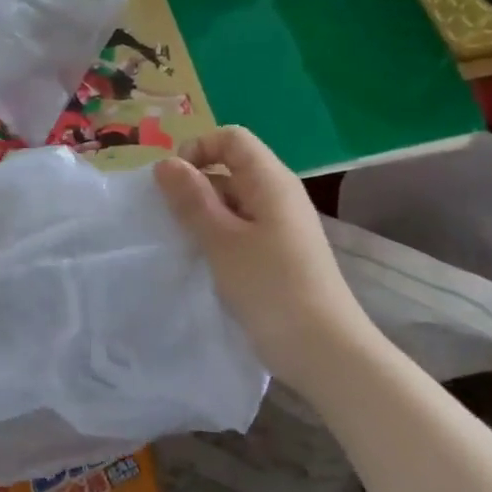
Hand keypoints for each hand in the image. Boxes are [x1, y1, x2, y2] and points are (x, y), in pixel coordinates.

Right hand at [153, 126, 375, 387]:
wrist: (325, 353)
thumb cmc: (272, 289)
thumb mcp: (222, 241)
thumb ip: (192, 200)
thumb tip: (165, 163)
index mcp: (271, 181)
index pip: (231, 138)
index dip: (198, 148)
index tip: (172, 183)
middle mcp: (279, 196)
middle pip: (230, 168)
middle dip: (195, 185)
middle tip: (170, 220)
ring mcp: (281, 227)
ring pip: (233, 202)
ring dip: (204, 216)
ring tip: (183, 244)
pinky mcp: (279, 255)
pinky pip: (241, 230)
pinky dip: (218, 237)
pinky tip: (204, 263)